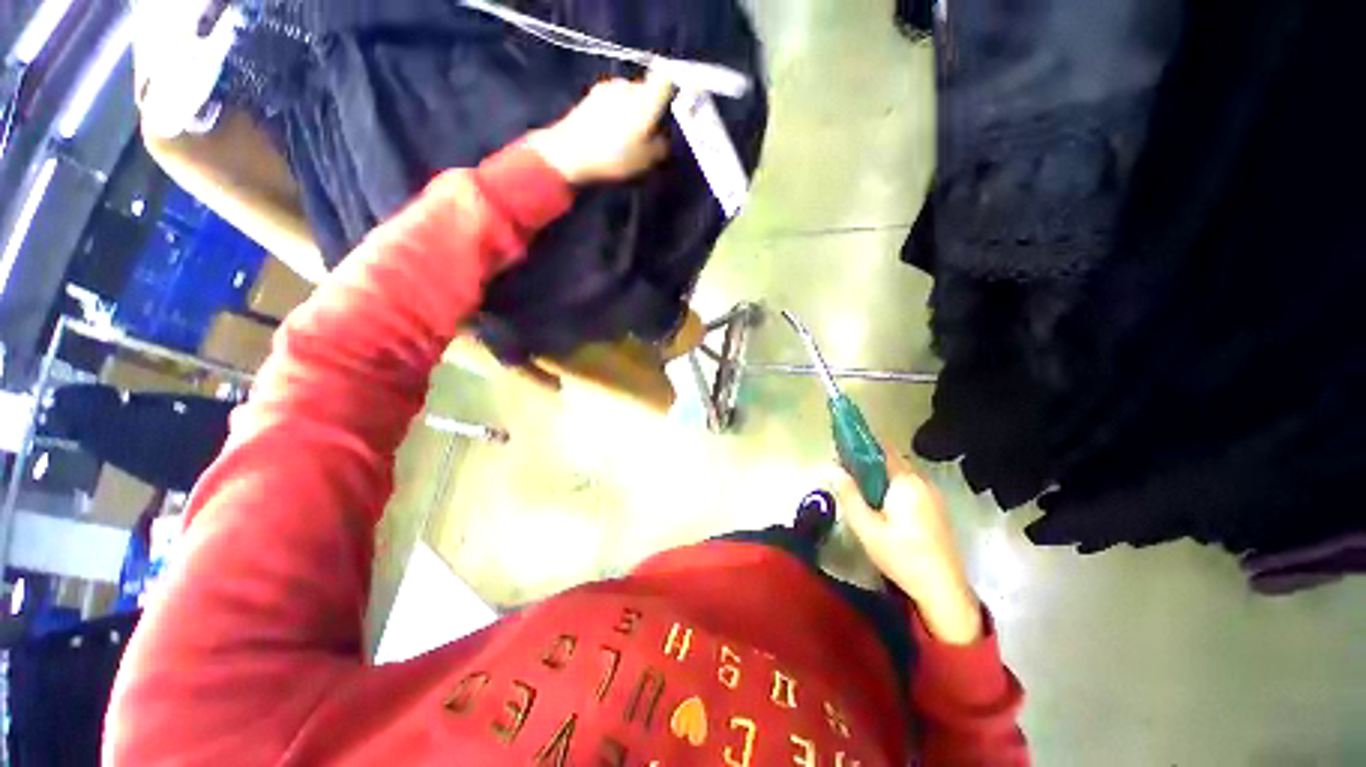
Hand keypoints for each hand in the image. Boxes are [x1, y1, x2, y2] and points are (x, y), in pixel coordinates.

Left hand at [527, 71, 675, 185]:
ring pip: (630, 98)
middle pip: (648, 92)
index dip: (675, 88)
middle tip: (652, 136)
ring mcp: (607, 89)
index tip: (679, 106)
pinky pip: (614, 104)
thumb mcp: (647, 161)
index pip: (666, 79)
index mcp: (644, 99)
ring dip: (634, 114)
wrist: (568, 155)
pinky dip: (618, 117)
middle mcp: (627, 86)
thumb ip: (663, 146)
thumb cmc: (613, 159)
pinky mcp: (591, 98)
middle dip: (653, 110)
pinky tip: (612, 137)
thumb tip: (665, 136)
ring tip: (629, 140)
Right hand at [835, 451, 983, 644]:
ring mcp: (933, 496)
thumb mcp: (866, 527)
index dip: (861, 445)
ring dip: (881, 476)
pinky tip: (882, 506)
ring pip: (902, 475)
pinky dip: (894, 487)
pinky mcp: (937, 509)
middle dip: (869, 462)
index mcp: (906, 481)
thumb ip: (848, 494)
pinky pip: (911, 487)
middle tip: (847, 474)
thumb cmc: (901, 556)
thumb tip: (831, 468)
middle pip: (892, 461)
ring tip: (860, 490)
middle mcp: (923, 482)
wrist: (943, 590)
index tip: (842, 448)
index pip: (883, 449)